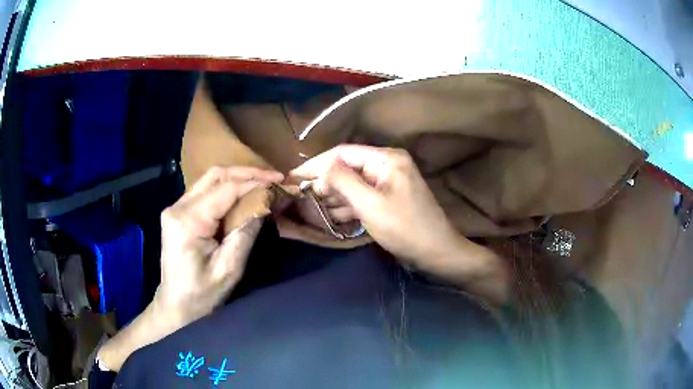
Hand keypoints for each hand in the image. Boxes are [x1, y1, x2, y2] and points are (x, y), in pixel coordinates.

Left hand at [156, 166, 283, 323]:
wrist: (176, 306)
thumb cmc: (202, 294)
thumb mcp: (229, 268)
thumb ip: (246, 232)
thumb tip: (265, 204)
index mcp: (188, 221)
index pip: (226, 189)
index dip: (254, 183)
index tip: (279, 182)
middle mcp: (178, 207)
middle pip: (215, 176)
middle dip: (247, 173)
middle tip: (274, 177)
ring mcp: (175, 208)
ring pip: (210, 180)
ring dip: (237, 179)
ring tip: (263, 183)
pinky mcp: (178, 213)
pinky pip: (205, 192)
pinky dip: (226, 189)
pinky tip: (243, 195)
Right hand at [290, 145, 459, 266]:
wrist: (436, 253)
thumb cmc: (404, 228)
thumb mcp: (370, 204)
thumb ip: (342, 181)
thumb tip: (321, 167)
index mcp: (386, 159)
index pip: (342, 153)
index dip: (316, 164)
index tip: (293, 176)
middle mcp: (387, 165)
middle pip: (347, 168)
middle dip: (325, 183)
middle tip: (301, 197)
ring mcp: (388, 184)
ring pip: (352, 185)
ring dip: (334, 197)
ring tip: (311, 208)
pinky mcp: (387, 200)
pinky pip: (362, 198)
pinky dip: (347, 206)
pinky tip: (331, 215)